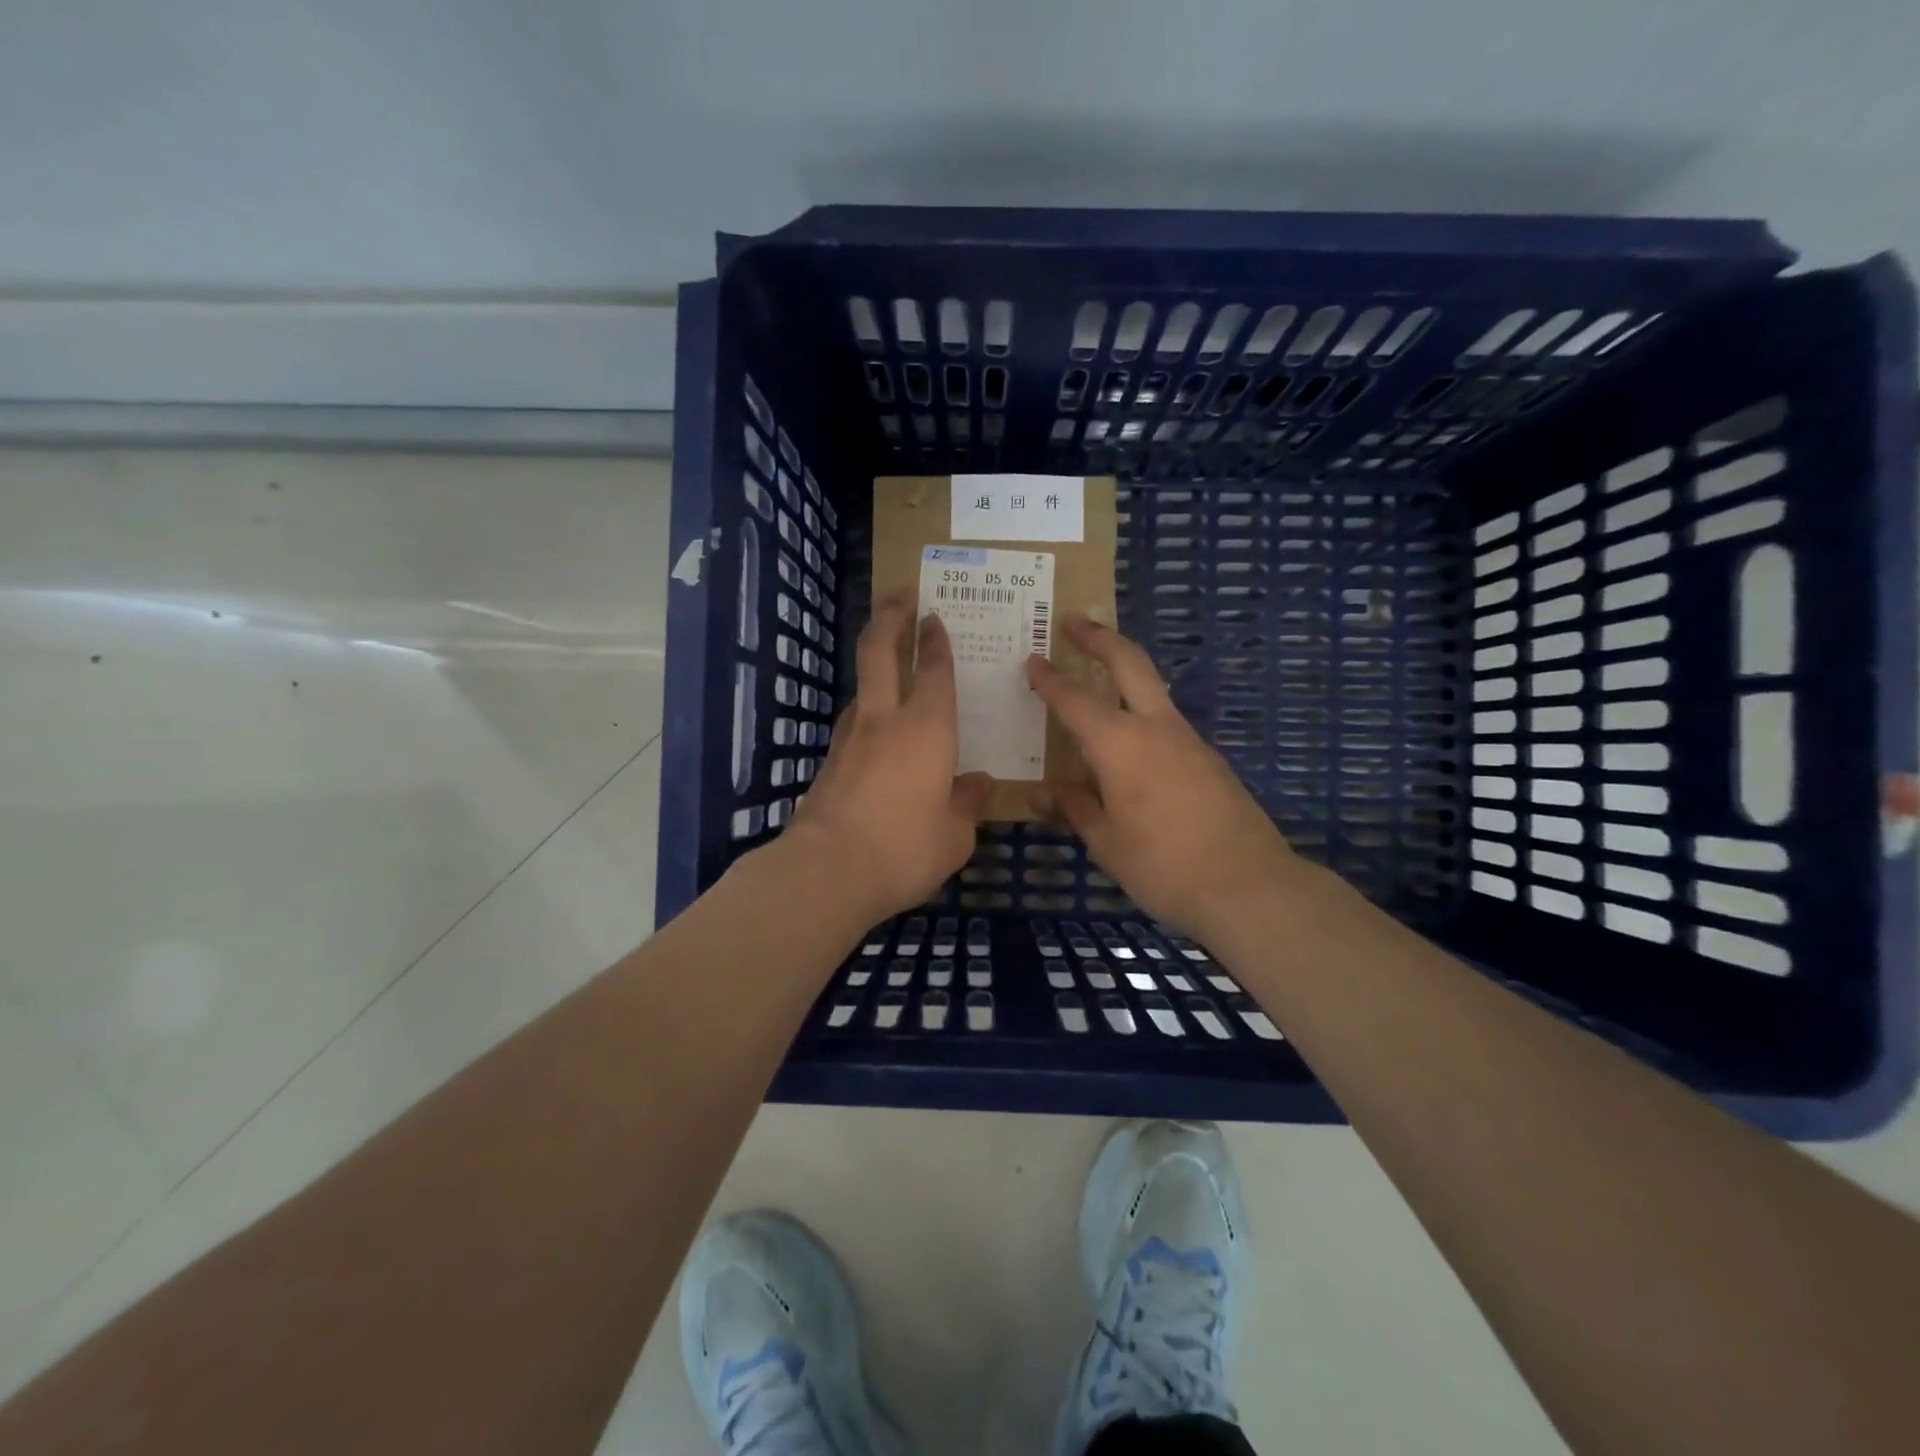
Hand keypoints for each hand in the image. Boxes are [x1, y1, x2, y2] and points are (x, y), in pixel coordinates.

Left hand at [778, 593, 992, 923]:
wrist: (826, 872)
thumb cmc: (904, 849)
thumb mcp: (955, 835)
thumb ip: (968, 803)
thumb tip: (978, 783)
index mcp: (928, 729)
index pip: (935, 671)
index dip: (936, 641)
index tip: (934, 617)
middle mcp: (885, 720)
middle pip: (879, 650)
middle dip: (891, 616)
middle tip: (902, 596)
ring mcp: (850, 738)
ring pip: (862, 685)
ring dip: (876, 665)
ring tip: (894, 668)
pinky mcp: (829, 761)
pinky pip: (855, 722)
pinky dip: (869, 711)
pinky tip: (879, 732)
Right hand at [1026, 616, 1298, 933]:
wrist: (1250, 887)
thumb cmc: (1164, 866)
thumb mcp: (1107, 843)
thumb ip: (1074, 809)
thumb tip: (1043, 794)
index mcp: (1120, 745)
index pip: (1075, 700)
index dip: (1050, 678)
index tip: (1032, 658)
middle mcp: (1156, 728)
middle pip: (1129, 663)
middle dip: (1100, 637)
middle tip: (1075, 621)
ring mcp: (1189, 740)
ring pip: (1153, 690)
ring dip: (1125, 672)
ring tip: (1097, 679)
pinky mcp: (1210, 759)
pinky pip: (1167, 723)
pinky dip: (1142, 714)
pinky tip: (1130, 746)